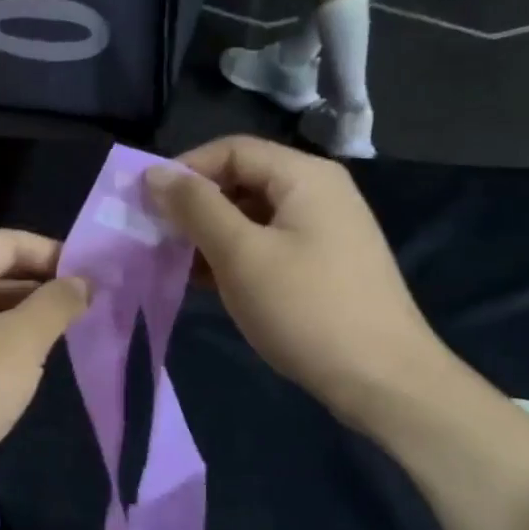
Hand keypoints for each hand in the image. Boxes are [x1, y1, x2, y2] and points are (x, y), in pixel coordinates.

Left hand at [0, 230, 90, 483]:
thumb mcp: (18, 344)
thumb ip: (55, 305)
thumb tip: (83, 281)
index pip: (9, 242)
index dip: (53, 253)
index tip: (95, 276)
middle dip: (44, 285)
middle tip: (92, 305)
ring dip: (30, 316)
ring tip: (73, 331)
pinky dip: (10, 343)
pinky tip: (36, 362)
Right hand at [145, 135, 446, 412]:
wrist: (382, 379)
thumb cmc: (306, 309)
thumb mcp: (241, 255)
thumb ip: (196, 208)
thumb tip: (155, 173)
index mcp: (304, 176)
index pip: (232, 150)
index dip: (185, 170)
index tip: (146, 205)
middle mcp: (318, 193)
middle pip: (243, 180)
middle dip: (196, 206)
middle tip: (157, 238)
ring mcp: (325, 231)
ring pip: (253, 217)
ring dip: (211, 235)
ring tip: (176, 264)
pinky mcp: (323, 266)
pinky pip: (269, 246)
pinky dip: (236, 257)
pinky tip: (209, 283)